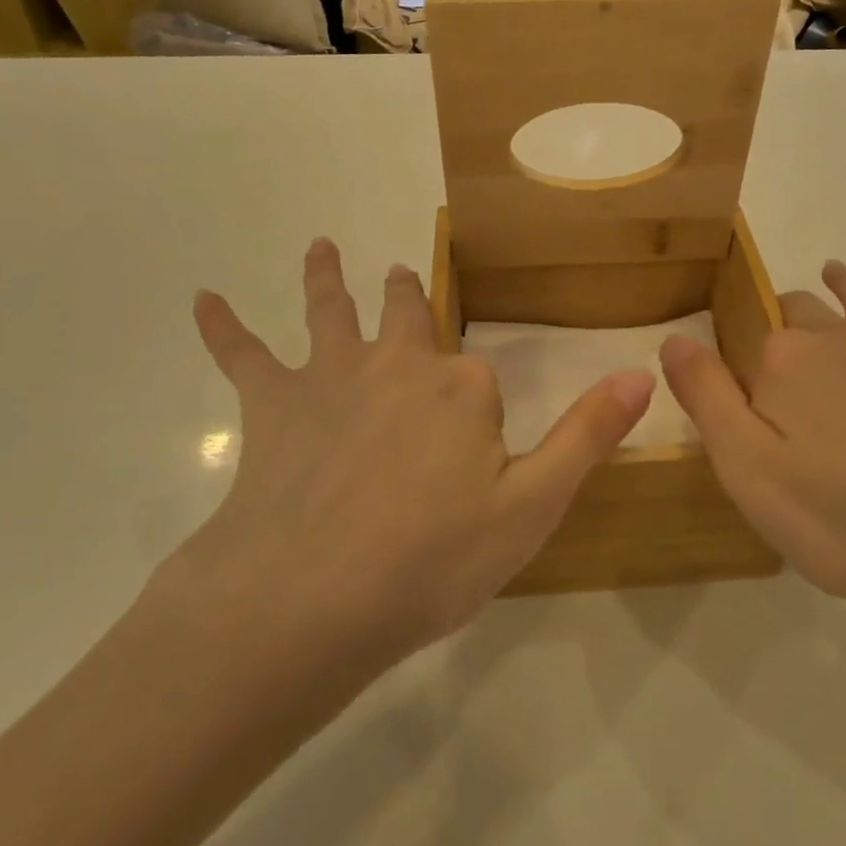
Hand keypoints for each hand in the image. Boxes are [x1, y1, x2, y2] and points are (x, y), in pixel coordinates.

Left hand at [183, 239, 653, 664]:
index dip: (479, 410)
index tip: (477, 448)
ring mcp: (331, 377)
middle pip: (407, 316)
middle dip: (408, 296)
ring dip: (327, 278)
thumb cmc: (430, 562)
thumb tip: (643, 373)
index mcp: (462, 388)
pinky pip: (243, 354)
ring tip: (321, 246)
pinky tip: (202, 299)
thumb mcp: (532, 508)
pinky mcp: (272, 404)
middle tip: (404, 274)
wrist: (308, 599)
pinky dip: (223, 326)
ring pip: (331, 312)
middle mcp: (399, 364)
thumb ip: (587, 436)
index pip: (480, 377)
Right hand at [659, 261, 845, 679]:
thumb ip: (705, 396)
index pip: (746, 337)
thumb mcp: (747, 469)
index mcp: (785, 358)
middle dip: (783, 318)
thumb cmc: (845, 518)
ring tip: (836, 273)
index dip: (735, 354)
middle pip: (801, 311)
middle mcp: (841, 339)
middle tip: (775, 344)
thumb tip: (674, 337)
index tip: (731, 385)